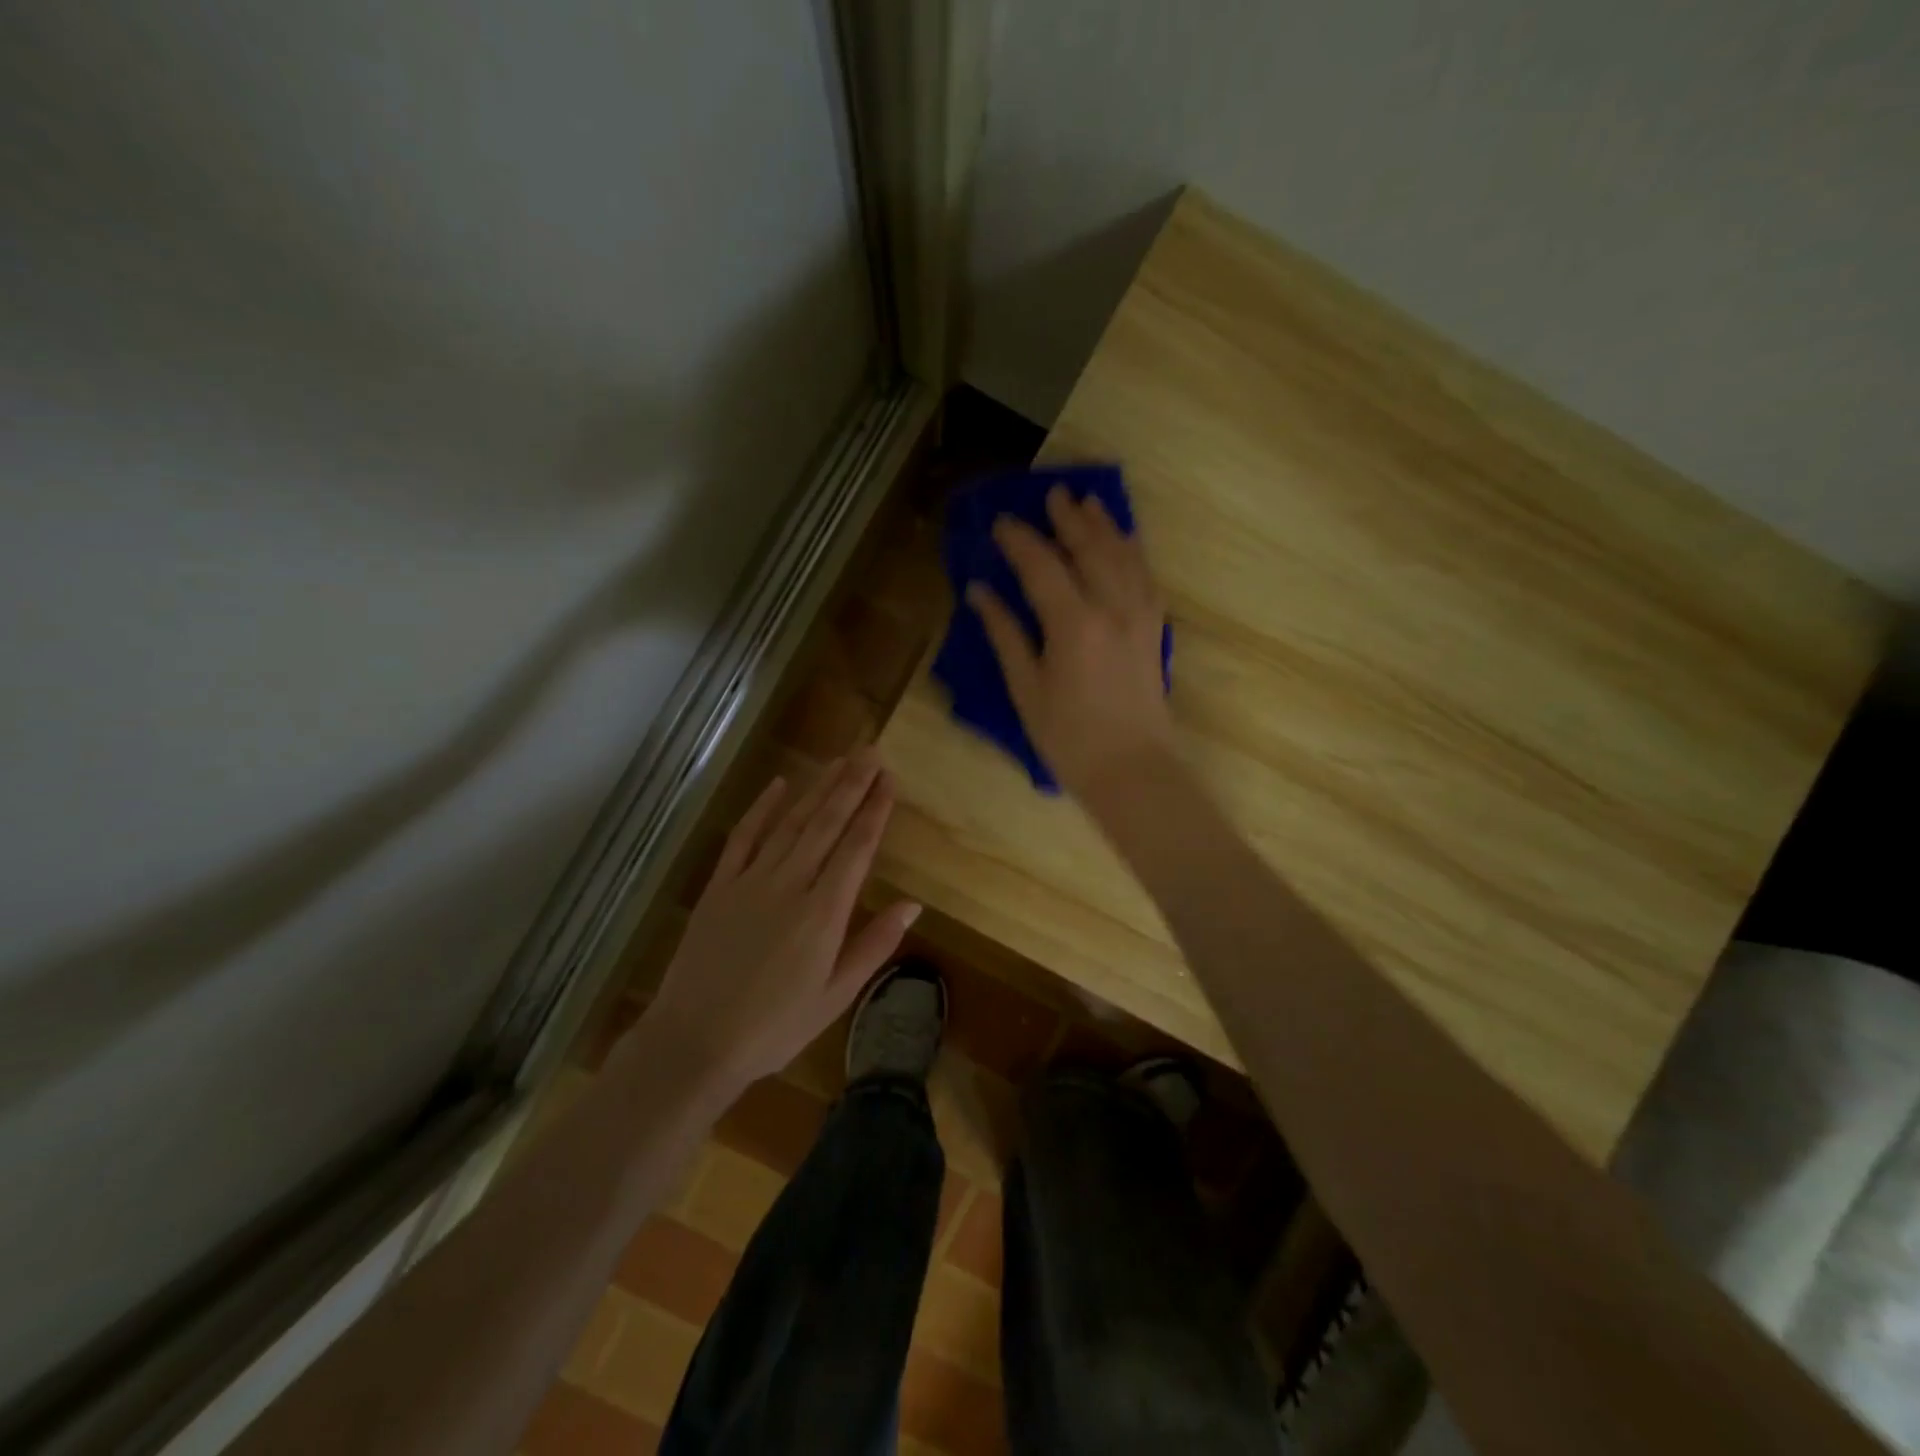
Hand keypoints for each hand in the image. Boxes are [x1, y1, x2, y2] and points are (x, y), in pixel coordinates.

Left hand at [644, 751, 920, 1091]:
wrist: (695, 1041)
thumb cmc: (775, 1027)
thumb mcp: (836, 996)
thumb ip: (874, 945)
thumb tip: (912, 903)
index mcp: (823, 913)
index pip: (856, 848)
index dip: (874, 810)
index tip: (889, 780)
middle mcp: (790, 885)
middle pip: (826, 824)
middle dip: (851, 785)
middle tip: (871, 752)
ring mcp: (750, 881)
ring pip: (790, 822)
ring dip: (816, 788)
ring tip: (839, 761)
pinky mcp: (719, 886)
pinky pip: (743, 837)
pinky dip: (761, 809)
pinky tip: (778, 785)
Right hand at [968, 486, 1174, 801]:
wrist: (1133, 770)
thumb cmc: (1069, 738)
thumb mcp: (1026, 689)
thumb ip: (1005, 634)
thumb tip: (980, 592)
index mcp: (1074, 623)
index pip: (1042, 566)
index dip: (1019, 540)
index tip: (1000, 521)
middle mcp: (1112, 607)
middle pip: (1090, 548)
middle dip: (1069, 519)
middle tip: (1052, 493)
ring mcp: (1140, 616)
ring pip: (1124, 555)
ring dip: (1105, 526)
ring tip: (1089, 502)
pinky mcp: (1154, 629)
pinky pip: (1146, 576)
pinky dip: (1133, 552)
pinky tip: (1125, 543)